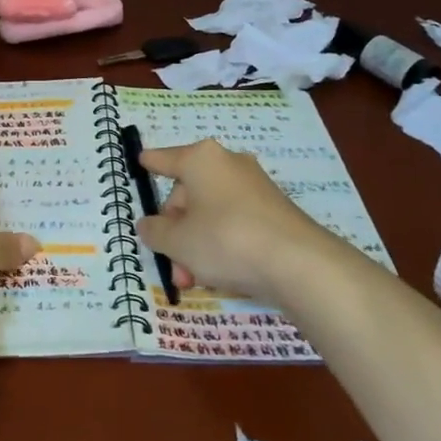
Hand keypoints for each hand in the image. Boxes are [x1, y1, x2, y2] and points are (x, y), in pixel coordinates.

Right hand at [136, 139, 343, 302]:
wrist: (299, 264)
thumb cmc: (225, 240)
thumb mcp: (177, 242)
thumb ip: (155, 232)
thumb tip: (149, 225)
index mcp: (201, 160)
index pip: (165, 159)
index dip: (150, 163)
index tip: (141, 161)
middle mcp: (228, 164)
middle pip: (188, 193)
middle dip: (176, 231)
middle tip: (173, 264)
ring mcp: (255, 187)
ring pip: (211, 213)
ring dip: (197, 244)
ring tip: (194, 280)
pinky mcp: (275, 211)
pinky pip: (235, 222)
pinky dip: (222, 244)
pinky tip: (221, 274)